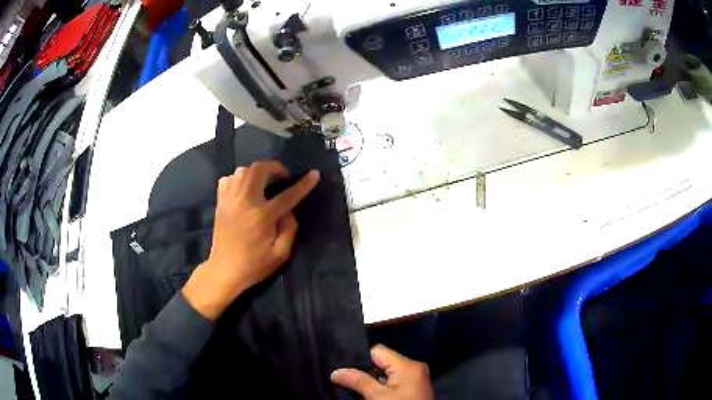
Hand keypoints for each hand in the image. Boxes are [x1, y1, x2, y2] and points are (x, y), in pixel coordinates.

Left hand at [182, 161, 319, 319]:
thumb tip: (289, 210)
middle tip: (283, 176)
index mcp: (262, 217)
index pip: (287, 195)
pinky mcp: (220, 202)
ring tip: (264, 182)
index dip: (303, 184)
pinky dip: (238, 178)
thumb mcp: (281, 254)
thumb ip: (290, 228)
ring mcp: (230, 200)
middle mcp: (245, 202)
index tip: (314, 174)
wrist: (224, 270)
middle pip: (259, 170)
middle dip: (275, 167)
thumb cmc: (254, 265)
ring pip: (243, 170)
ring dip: (257, 171)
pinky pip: (228, 179)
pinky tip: (244, 188)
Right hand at [331, 345, 433, 399]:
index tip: (344, 370)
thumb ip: (357, 381)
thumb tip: (336, 372)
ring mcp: (415, 379)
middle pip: (382, 363)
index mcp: (408, 364)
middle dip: (365, 372)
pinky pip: (394, 383)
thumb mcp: (376, 396)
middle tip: (347, 381)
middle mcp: (414, 368)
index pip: (378, 351)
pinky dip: (382, 388)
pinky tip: (371, 395)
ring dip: (373, 382)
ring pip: (386, 374)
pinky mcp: (414, 390)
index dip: (359, 359)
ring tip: (357, 389)